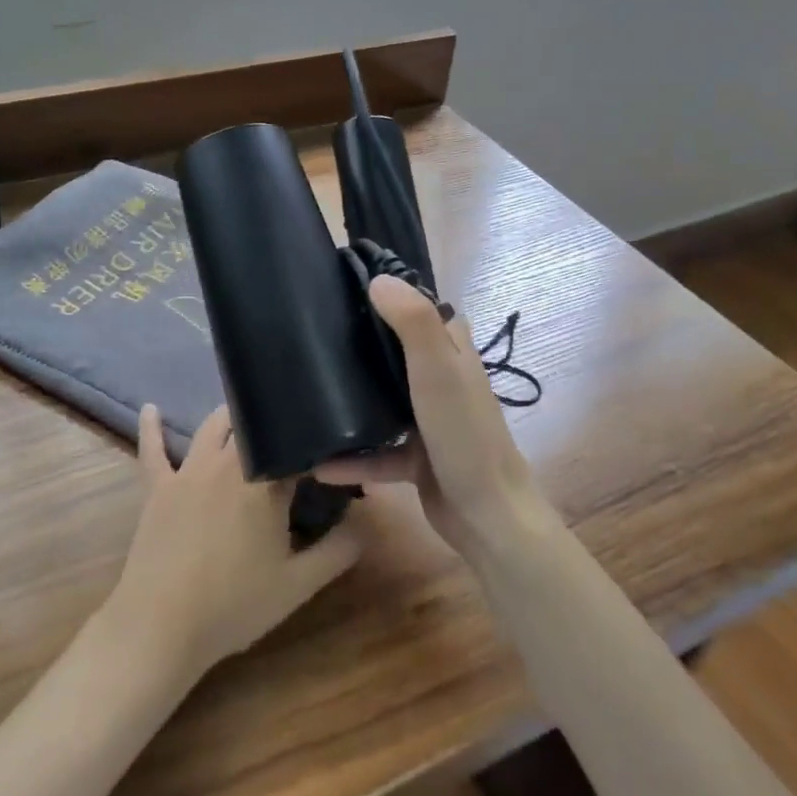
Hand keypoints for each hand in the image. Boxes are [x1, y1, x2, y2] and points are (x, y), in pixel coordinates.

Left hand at [107, 403, 361, 682]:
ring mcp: (188, 472)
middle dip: (273, 422)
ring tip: (245, 411)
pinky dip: (151, 427)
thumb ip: (337, 551)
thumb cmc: (233, 605)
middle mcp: (227, 463)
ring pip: (211, 428)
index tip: (332, 453)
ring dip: (230, 416)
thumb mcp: (298, 585)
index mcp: (265, 482)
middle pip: (253, 427)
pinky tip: (150, 408)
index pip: (296, 450)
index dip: (317, 449)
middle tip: (289, 428)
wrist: (161, 626)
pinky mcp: (157, 487)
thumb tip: (364, 524)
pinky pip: (152, 449)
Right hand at [316, 276, 554, 562]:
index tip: (341, 290)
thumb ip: (412, 323)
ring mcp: (430, 420)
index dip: (388, 297)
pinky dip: (353, 458)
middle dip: (360, 345)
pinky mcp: (418, 458)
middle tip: (313, 339)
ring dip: (354, 400)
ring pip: (384, 401)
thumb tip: (378, 280)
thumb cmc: (463, 434)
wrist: (487, 515)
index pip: (419, 310)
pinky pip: (378, 452)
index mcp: (452, 352)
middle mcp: (442, 379)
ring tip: (309, 393)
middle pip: (395, 352)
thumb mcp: (438, 371)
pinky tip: (319, 464)